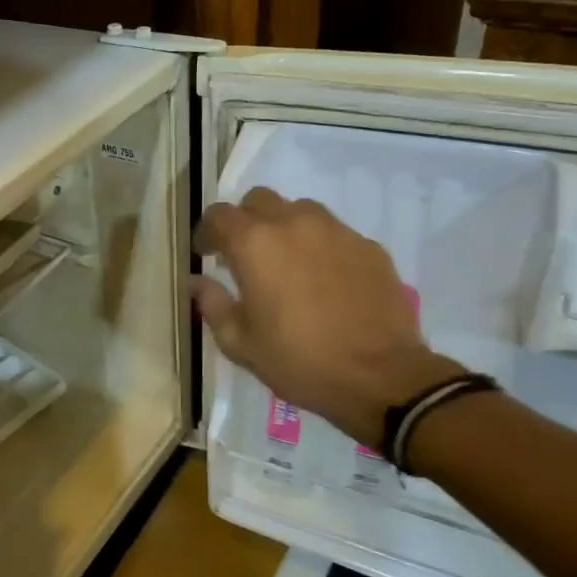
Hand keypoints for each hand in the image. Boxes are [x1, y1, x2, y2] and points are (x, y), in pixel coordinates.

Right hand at [191, 189, 460, 445]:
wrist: (380, 377)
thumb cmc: (298, 360)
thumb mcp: (239, 342)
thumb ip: (212, 304)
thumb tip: (197, 282)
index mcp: (254, 244)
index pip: (219, 215)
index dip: (207, 232)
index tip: (206, 254)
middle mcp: (294, 224)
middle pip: (259, 200)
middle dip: (245, 221)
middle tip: (244, 255)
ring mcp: (336, 231)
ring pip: (300, 210)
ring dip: (284, 227)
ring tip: (286, 263)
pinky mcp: (368, 246)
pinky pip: (334, 233)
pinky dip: (319, 246)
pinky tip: (324, 280)